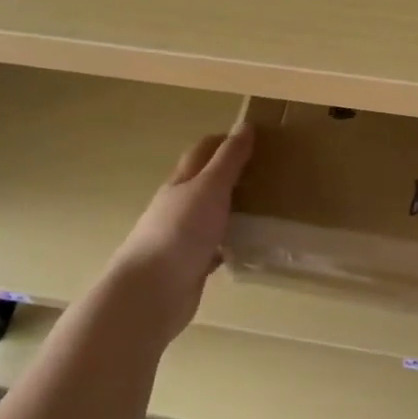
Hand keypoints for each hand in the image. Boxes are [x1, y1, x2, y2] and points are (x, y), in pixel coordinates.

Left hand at [109, 125, 254, 340]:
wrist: (150, 293)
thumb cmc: (180, 232)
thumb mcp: (209, 188)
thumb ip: (229, 160)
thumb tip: (245, 125)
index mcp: (181, 183)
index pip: (202, 152)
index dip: (224, 141)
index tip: (253, 137)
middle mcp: (179, 207)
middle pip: (205, 183)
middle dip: (231, 174)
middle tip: (267, 172)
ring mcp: (183, 238)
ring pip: (211, 216)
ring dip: (232, 209)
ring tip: (266, 207)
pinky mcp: (190, 266)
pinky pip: (215, 248)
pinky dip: (231, 243)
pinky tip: (250, 247)